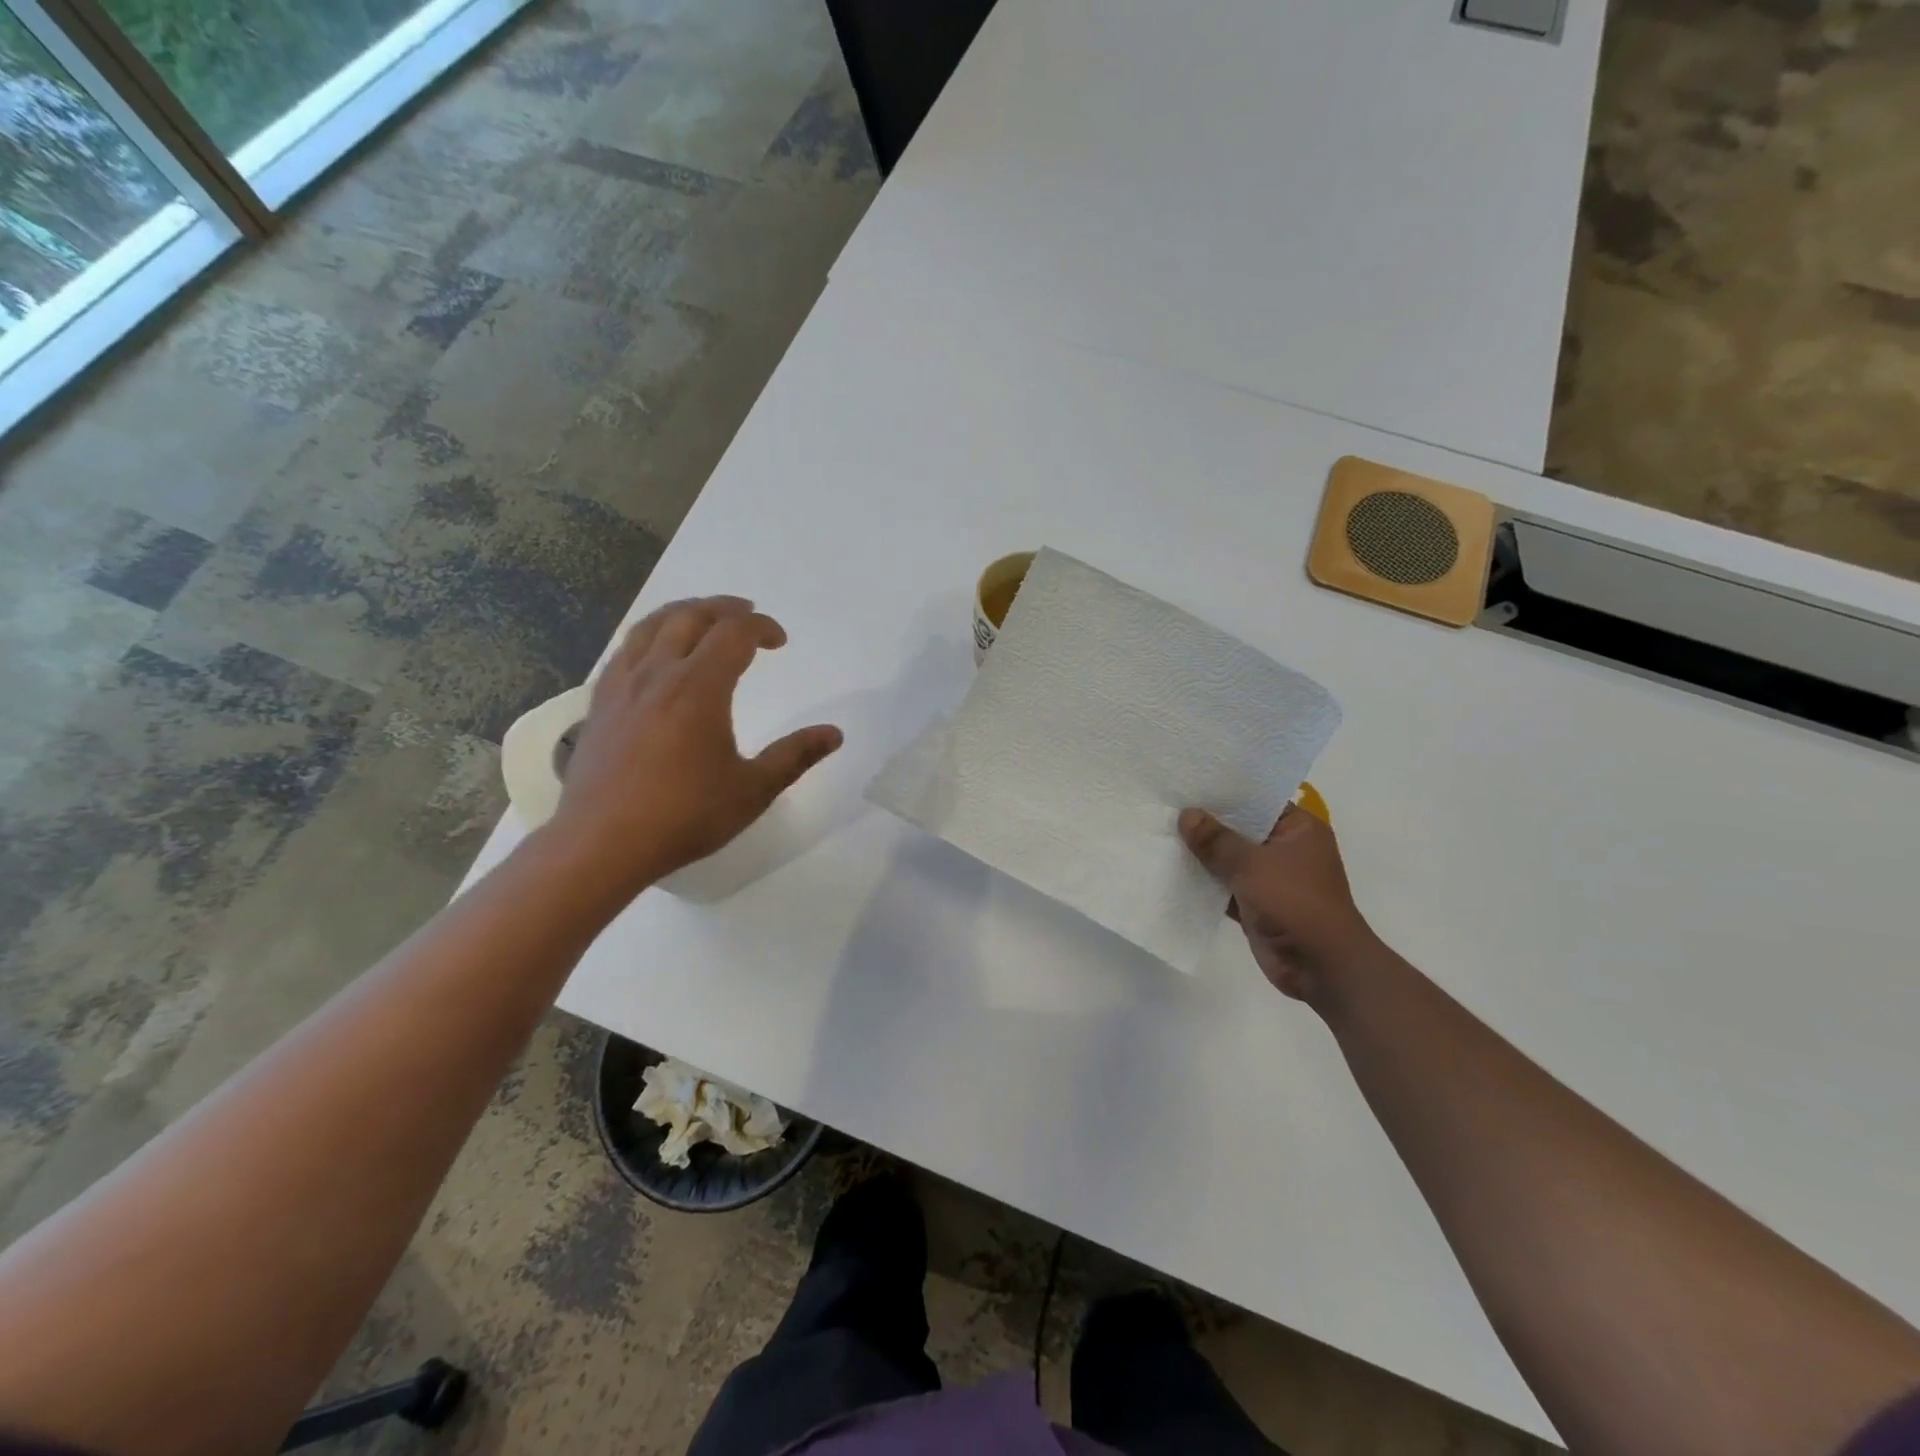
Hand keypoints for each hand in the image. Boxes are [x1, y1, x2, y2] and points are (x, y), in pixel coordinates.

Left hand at [546, 597, 842, 892]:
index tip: (780, 641)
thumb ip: (795, 756)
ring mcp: (622, 686)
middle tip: (747, 614)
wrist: (602, 842)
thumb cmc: (684, 816)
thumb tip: (835, 733)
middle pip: (690, 617)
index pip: (734, 634)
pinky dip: (648, 635)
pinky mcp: (599, 703)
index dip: (762, 627)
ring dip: (683, 612)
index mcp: (698, 688)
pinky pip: (624, 649)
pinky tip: (655, 653)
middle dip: (724, 609)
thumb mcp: (752, 790)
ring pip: (651, 626)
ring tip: (702, 617)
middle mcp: (658, 674)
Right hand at [1178, 804, 1380, 1005]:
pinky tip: (1172, 871)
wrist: (1320, 966)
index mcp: (1299, 830)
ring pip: (1230, 860)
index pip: (1258, 801)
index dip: (1225, 793)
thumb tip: (1187, 815)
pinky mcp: (1257, 906)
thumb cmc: (1295, 901)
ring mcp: (1272, 879)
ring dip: (1203, 855)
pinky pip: (1225, 887)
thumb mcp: (1252, 864)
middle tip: (1167, 805)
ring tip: (1162, 833)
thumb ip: (1216, 840)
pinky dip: (1205, 883)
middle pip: (1241, 830)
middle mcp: (1286, 850)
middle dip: (1207, 824)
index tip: (1190, 782)